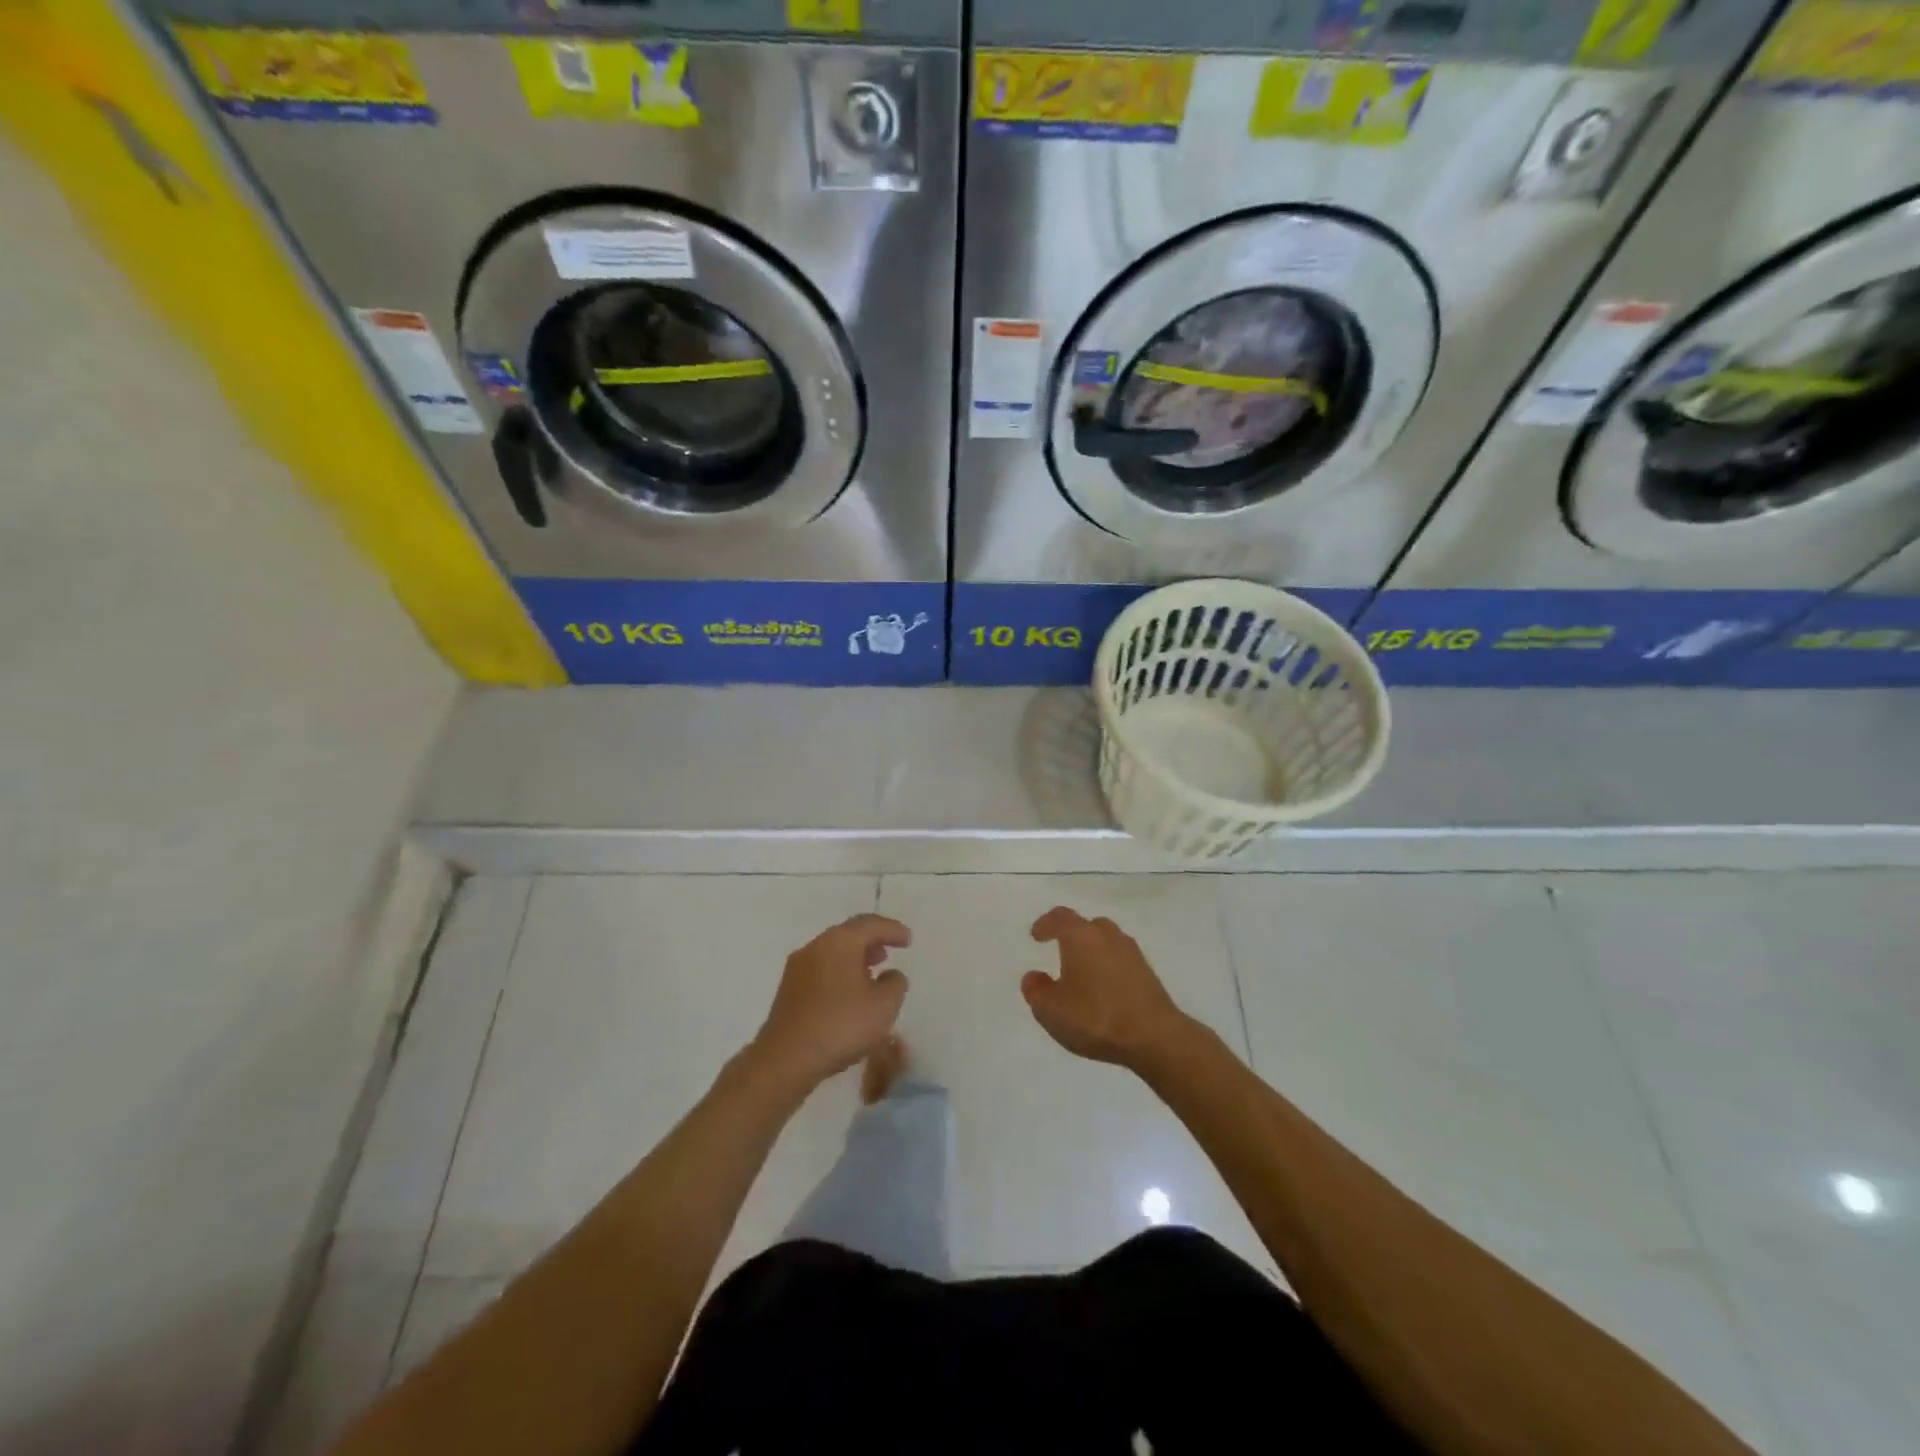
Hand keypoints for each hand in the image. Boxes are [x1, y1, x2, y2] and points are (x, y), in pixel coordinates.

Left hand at [751, 914, 911, 1087]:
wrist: (786, 1058)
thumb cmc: (840, 1025)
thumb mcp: (883, 1006)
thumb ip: (895, 984)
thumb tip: (891, 975)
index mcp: (840, 942)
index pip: (871, 924)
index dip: (892, 930)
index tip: (908, 940)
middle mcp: (816, 946)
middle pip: (849, 934)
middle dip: (872, 940)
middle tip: (890, 949)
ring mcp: (798, 968)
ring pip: (833, 952)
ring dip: (855, 957)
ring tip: (873, 970)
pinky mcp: (789, 990)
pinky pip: (821, 970)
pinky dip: (840, 972)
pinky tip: (850, 992)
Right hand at [1022, 907, 1189, 1069]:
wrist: (1154, 1037)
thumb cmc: (1095, 1017)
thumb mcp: (1051, 1010)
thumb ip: (1036, 991)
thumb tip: (1034, 976)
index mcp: (1081, 936)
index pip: (1060, 917)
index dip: (1046, 924)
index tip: (1036, 936)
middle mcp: (1108, 936)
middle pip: (1087, 926)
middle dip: (1072, 936)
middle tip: (1060, 952)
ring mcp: (1132, 953)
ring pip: (1106, 942)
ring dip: (1092, 952)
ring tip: (1082, 974)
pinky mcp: (1148, 973)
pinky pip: (1121, 961)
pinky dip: (1108, 967)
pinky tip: (1104, 990)